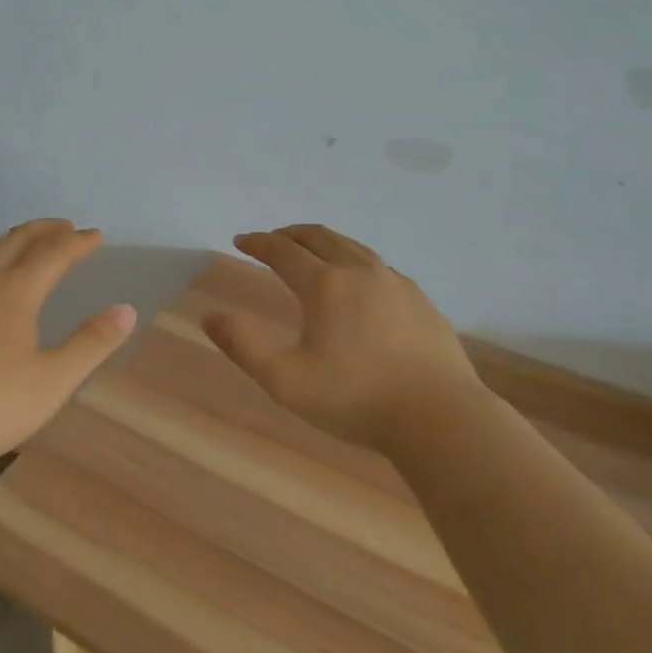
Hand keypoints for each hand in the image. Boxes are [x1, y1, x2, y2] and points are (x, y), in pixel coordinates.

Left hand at [0, 219, 135, 479]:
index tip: (95, 236)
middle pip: (17, 240)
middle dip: (45, 230)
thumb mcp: (51, 382)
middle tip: (66, 228)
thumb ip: (91, 344)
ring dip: (14, 240)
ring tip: (28, 243)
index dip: (77, 242)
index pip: (53, 253)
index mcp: (15, 292)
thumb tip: (127, 310)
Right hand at [202, 224, 481, 452]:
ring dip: (325, 243)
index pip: (284, 251)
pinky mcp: (421, 301)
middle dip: (290, 234)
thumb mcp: (285, 380)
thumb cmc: (356, 399)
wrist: (441, 418)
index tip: (240, 241)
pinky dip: (355, 261)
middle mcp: (360, 272)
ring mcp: (396, 283)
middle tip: (273, 239)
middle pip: (320, 238)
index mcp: (326, 285)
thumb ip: (243, 346)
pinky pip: (379, 267)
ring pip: (353, 247)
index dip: (258, 243)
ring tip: (312, 251)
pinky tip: (359, 283)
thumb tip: (209, 316)